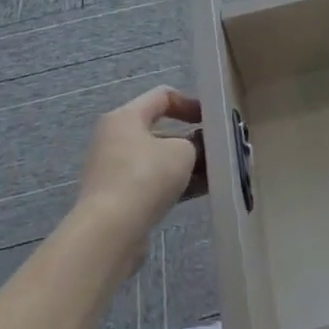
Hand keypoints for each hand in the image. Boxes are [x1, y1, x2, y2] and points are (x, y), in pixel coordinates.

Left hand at [76, 87, 203, 257]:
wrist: (109, 232)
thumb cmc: (145, 177)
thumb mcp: (182, 151)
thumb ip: (195, 143)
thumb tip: (195, 149)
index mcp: (125, 117)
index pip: (163, 96)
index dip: (191, 103)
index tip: (212, 120)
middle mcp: (116, 139)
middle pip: (161, 131)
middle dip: (192, 140)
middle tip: (219, 150)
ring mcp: (115, 171)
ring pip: (159, 160)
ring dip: (187, 165)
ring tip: (218, 173)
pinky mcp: (119, 199)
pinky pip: (153, 183)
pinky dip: (176, 184)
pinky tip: (203, 191)